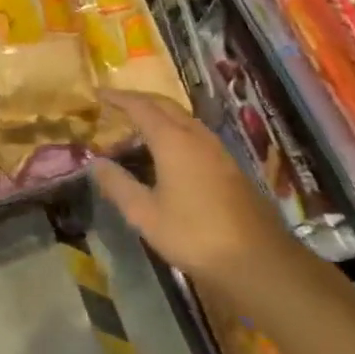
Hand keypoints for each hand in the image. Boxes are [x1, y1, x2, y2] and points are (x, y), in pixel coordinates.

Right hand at [92, 91, 291, 292]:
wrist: (258, 260)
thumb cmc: (194, 235)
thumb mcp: (145, 214)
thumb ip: (118, 185)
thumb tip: (96, 163)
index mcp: (173, 141)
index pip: (140, 107)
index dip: (118, 98)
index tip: (99, 93)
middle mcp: (196, 136)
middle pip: (165, 105)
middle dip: (139, 100)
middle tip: (116, 104)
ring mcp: (217, 150)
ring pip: (183, 118)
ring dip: (159, 114)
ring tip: (138, 126)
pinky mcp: (229, 166)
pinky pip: (195, 133)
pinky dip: (174, 130)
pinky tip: (169, 151)